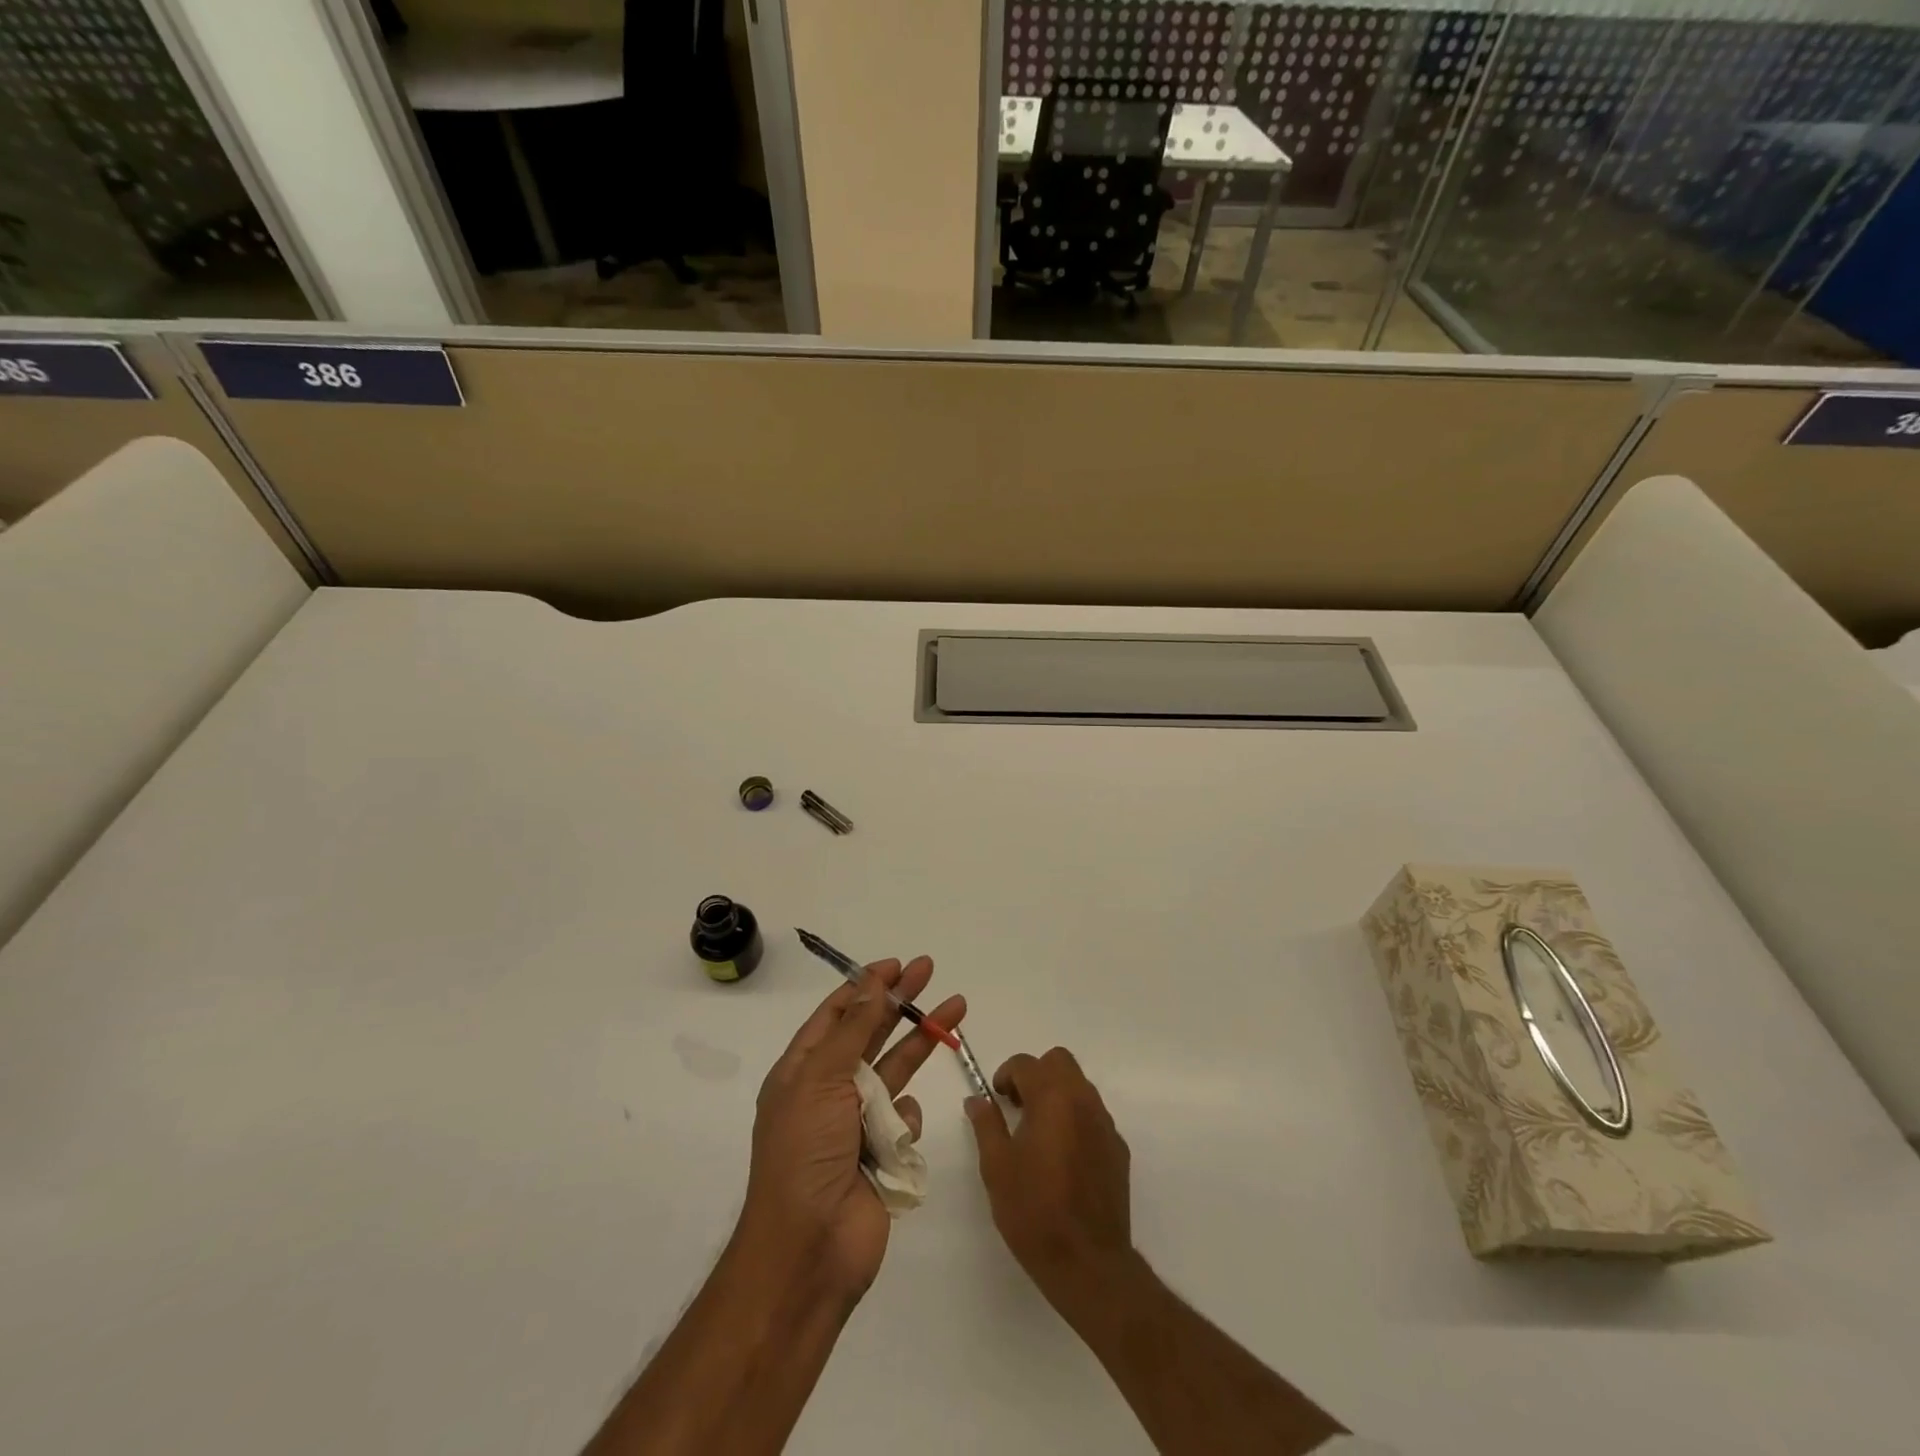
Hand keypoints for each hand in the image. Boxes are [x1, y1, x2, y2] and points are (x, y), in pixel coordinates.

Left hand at [739, 958, 965, 1302]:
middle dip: (900, 1001)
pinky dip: (905, 1121)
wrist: (809, 1249)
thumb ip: (852, 1030)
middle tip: (929, 969)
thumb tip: (871, 983)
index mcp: (802, 1070)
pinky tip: (896, 1139)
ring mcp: (857, 1122)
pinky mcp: (883, 1152)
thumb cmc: (804, 1153)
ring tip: (956, 1008)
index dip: (865, 986)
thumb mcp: (821, 1080)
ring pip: (895, 1069)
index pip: (836, 1015)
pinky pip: (905, 1119)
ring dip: (922, 1040)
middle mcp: (829, 1090)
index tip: (895, 965)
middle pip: (870, 1033)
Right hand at [965, 1046, 1136, 1313]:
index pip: (1026, 1063)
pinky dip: (1076, 1120)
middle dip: (1036, 1074)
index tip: (997, 1098)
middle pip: (1060, 1062)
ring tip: (1039, 1132)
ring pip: (1080, 1086)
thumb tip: (977, 1099)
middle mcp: (1083, 1100)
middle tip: (1018, 1106)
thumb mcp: (997, 1167)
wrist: (1088, 1263)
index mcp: (1052, 1098)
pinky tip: (1063, 1157)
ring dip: (1057, 1094)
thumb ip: (986, 1125)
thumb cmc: (1035, 1211)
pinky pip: (1094, 1116)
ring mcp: (1106, 1124)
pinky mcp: (1118, 1149)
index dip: (1006, 1075)